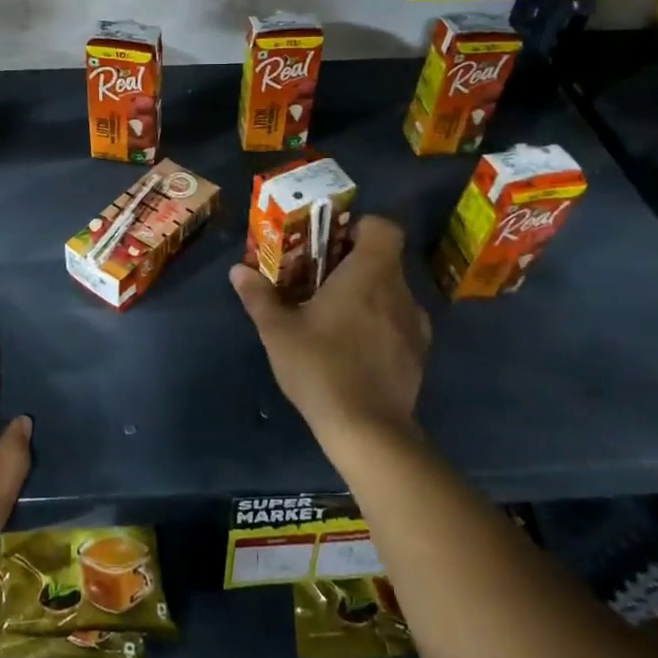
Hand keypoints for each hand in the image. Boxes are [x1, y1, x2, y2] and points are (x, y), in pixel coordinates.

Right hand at [230, 215, 431, 453]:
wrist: (368, 430)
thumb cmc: (320, 367)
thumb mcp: (278, 331)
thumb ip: (259, 296)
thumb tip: (237, 271)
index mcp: (370, 273)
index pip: (384, 227)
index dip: (360, 228)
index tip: (332, 243)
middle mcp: (400, 291)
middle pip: (385, 259)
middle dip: (353, 263)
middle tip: (320, 279)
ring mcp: (415, 324)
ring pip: (393, 292)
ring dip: (368, 294)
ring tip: (336, 315)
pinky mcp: (419, 354)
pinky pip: (400, 322)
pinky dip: (381, 323)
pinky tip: (355, 347)